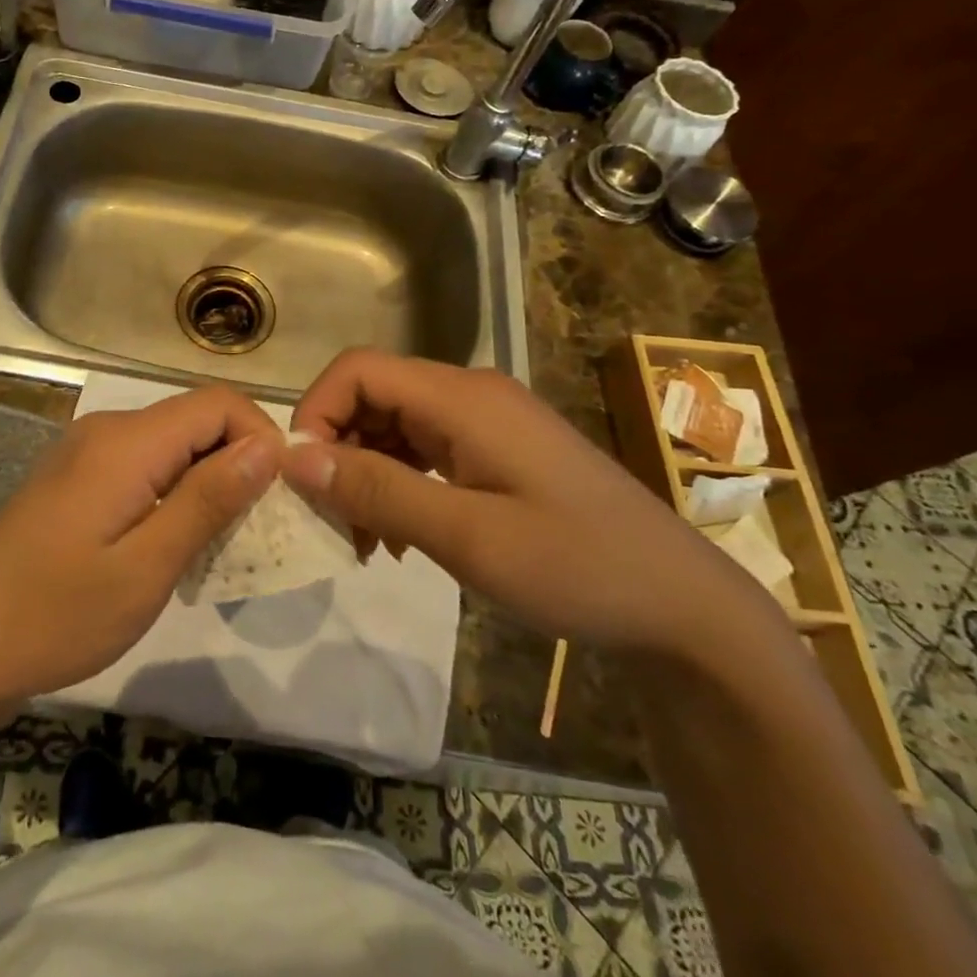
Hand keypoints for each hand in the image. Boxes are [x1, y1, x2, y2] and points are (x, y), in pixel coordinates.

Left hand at [0, 386, 281, 707]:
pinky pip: (144, 464)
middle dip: (238, 463)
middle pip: (195, 419)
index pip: (218, 403)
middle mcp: (107, 429)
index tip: (277, 499)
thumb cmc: (57, 615)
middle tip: (254, 531)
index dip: (260, 438)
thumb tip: (267, 447)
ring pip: (172, 444)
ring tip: (218, 545)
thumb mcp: (146, 567)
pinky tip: (172, 543)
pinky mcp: (76, 477)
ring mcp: (86, 451)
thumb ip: (208, 500)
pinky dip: (174, 492)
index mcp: (126, 441)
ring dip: (207, 482)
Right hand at [282, 349, 773, 656]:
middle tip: (334, 521)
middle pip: (372, 396)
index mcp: (462, 397)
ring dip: (365, 474)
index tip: (303, 479)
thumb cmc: (578, 567)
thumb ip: (377, 490)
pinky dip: (397, 484)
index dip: (315, 412)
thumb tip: (293, 457)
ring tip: (366, 541)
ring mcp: (486, 421)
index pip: (357, 370)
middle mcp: (469, 394)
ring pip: (393, 425)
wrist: (683, 607)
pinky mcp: (496, 450)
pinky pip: (423, 450)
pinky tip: (401, 537)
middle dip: (338, 451)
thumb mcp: (467, 536)